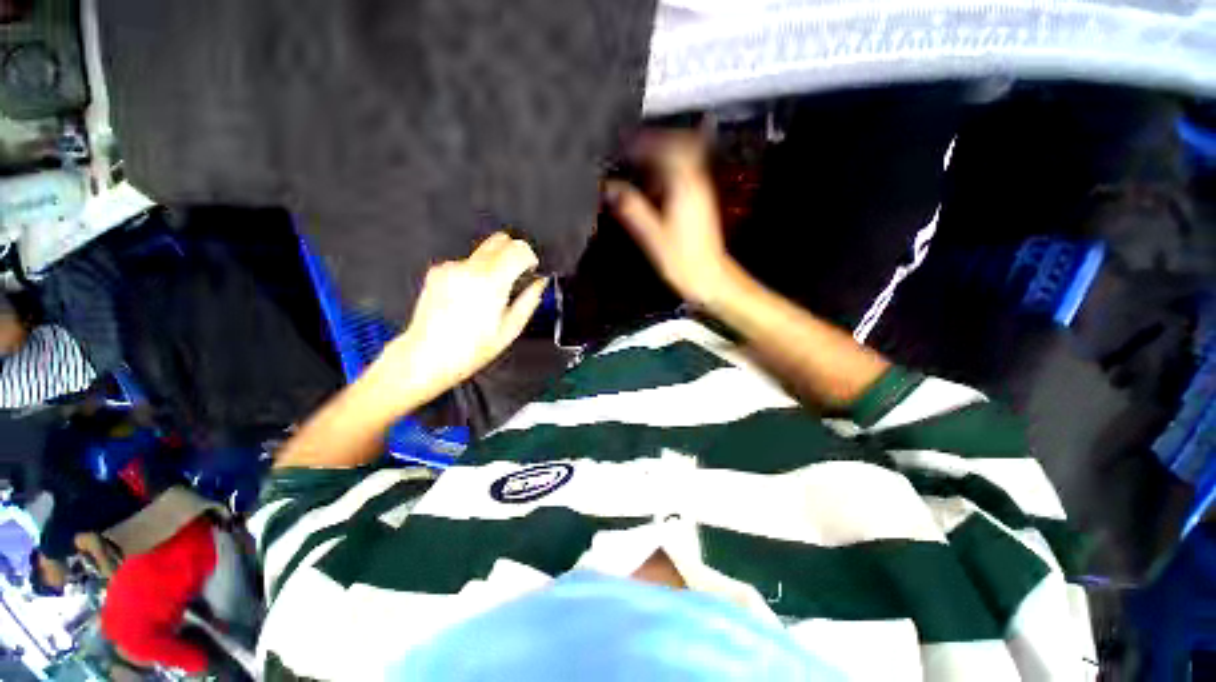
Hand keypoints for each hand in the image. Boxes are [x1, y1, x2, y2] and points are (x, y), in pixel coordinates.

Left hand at [381, 232, 546, 396]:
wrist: (427, 356)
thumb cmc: (469, 350)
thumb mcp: (510, 329)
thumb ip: (529, 300)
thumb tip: (540, 284)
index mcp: (491, 282)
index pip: (519, 249)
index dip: (530, 257)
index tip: (531, 269)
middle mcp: (469, 269)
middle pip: (500, 240)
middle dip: (514, 253)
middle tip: (517, 276)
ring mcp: (451, 268)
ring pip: (483, 252)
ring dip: (494, 265)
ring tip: (491, 294)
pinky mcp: (438, 272)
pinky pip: (466, 263)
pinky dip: (475, 273)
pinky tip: (472, 297)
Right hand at [605, 131, 736, 305]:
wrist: (709, 278)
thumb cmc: (682, 260)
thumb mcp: (652, 235)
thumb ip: (631, 209)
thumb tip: (609, 188)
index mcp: (685, 187)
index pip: (667, 148)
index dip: (644, 142)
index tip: (624, 144)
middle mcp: (696, 183)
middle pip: (681, 146)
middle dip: (656, 143)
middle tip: (632, 150)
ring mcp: (701, 193)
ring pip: (683, 161)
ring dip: (661, 159)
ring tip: (638, 167)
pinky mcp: (700, 204)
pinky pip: (684, 178)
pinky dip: (667, 175)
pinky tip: (652, 189)